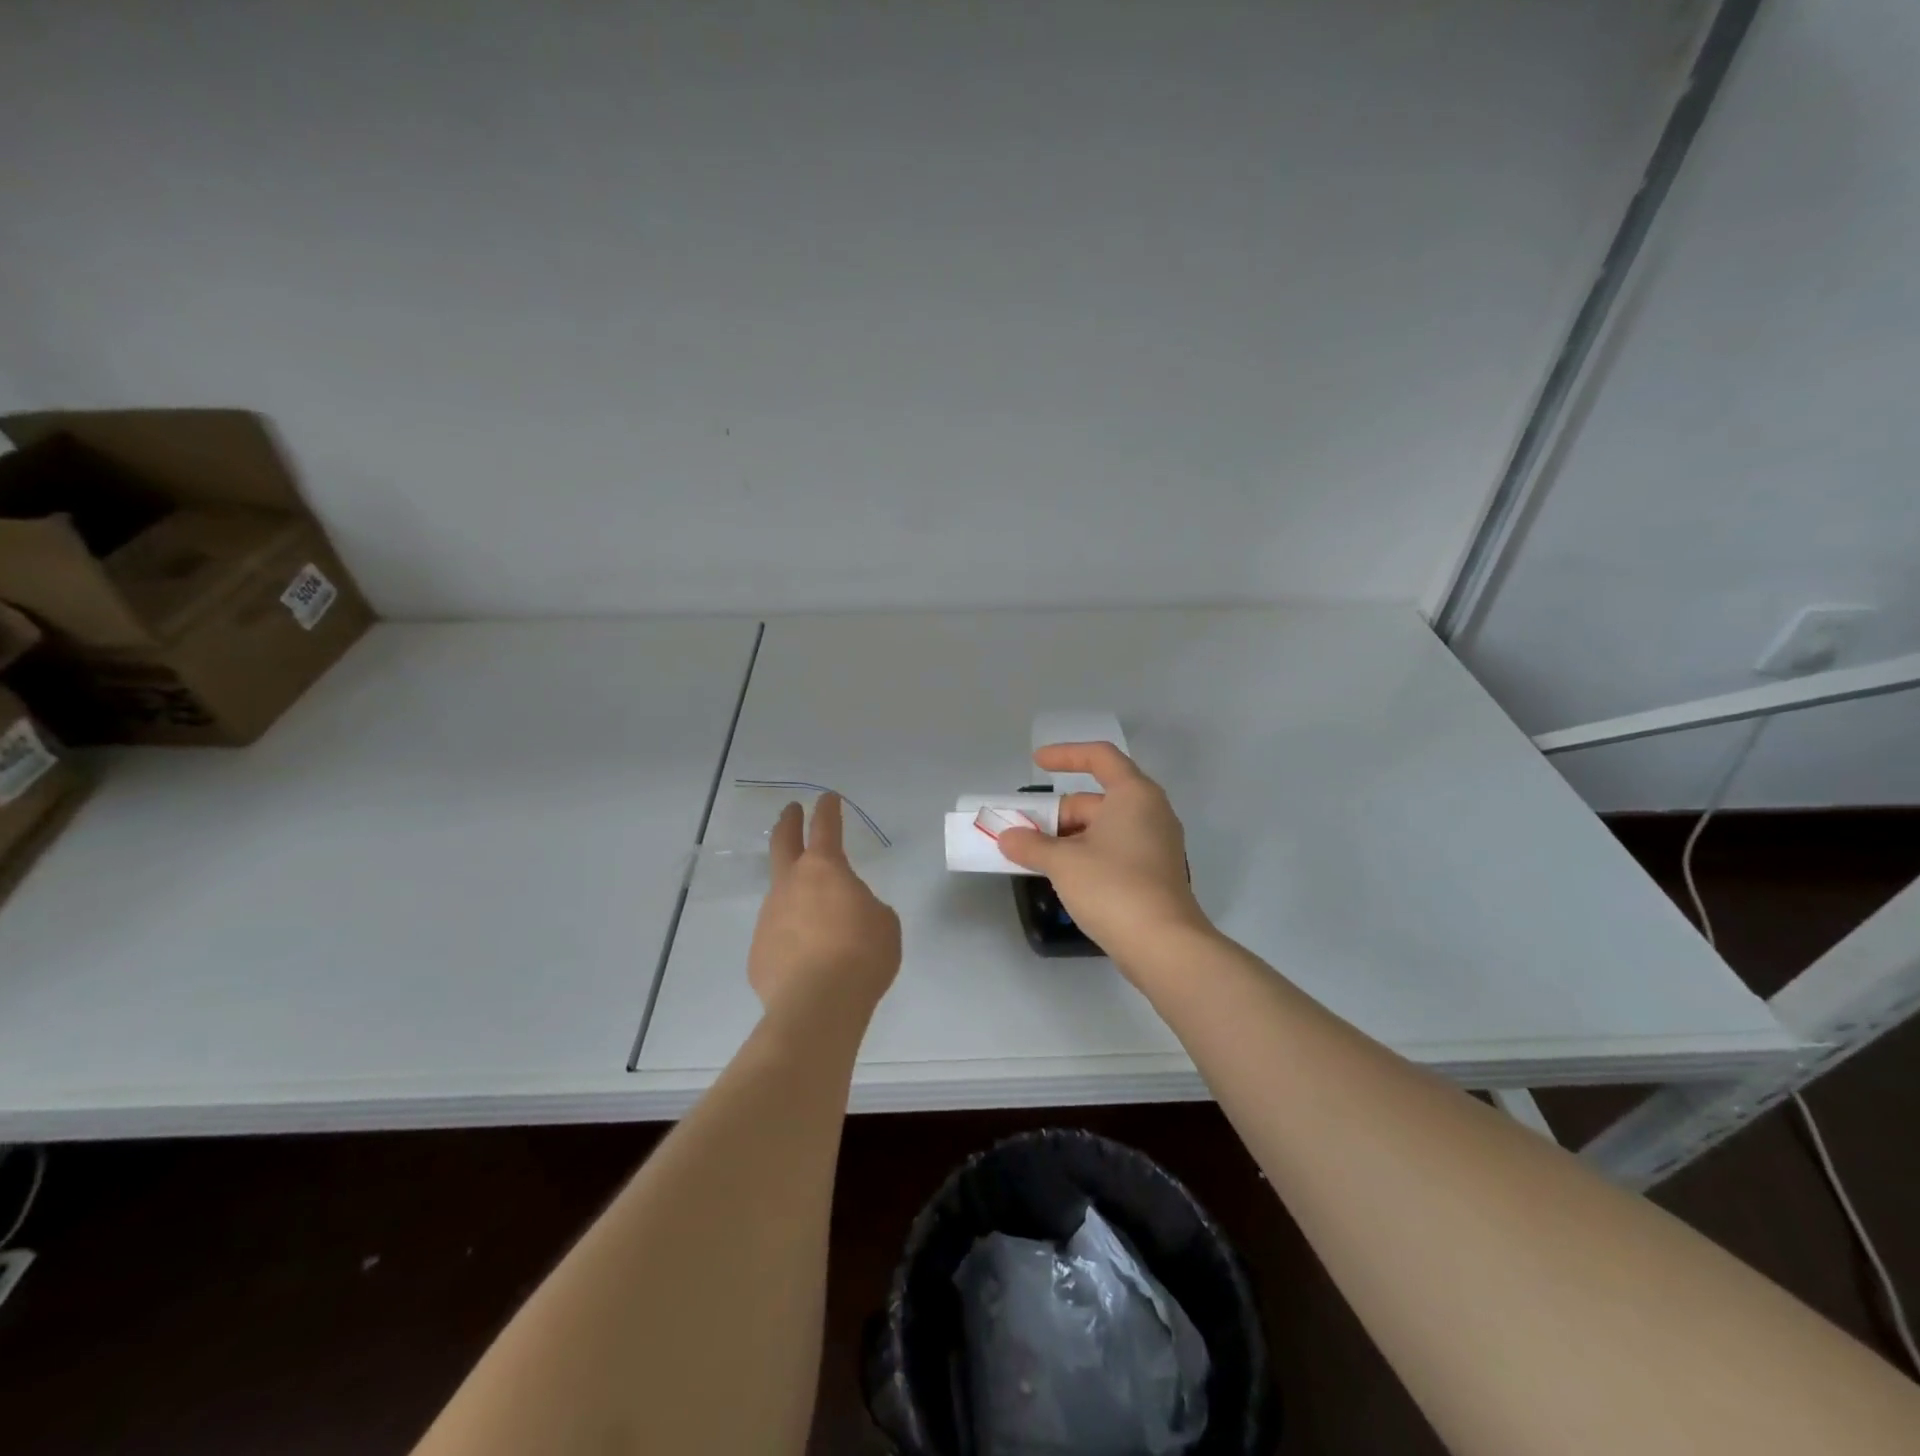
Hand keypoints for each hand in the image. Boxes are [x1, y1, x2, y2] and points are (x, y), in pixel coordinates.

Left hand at [748, 794, 901, 1017]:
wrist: (818, 1006)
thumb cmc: (862, 955)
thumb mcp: (883, 922)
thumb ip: (864, 906)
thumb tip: (848, 911)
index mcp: (825, 870)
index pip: (826, 827)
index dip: (828, 809)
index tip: (827, 798)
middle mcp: (790, 885)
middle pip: (783, 842)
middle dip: (788, 823)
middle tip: (791, 812)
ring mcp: (768, 918)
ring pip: (780, 895)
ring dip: (795, 895)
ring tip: (816, 917)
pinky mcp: (758, 952)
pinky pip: (778, 937)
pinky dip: (791, 938)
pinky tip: (806, 960)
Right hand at [996, 743, 1210, 966]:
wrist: (1163, 945)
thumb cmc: (1113, 887)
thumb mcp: (1063, 862)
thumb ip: (1031, 845)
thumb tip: (1007, 838)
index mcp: (1134, 795)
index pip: (1099, 756)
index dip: (1065, 755)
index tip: (1036, 763)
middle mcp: (1149, 812)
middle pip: (1095, 799)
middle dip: (1056, 814)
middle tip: (1022, 833)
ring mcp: (1155, 844)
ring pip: (1102, 828)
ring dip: (1067, 838)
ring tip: (1034, 857)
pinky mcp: (1153, 873)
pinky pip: (1113, 850)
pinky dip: (1085, 855)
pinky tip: (1061, 876)